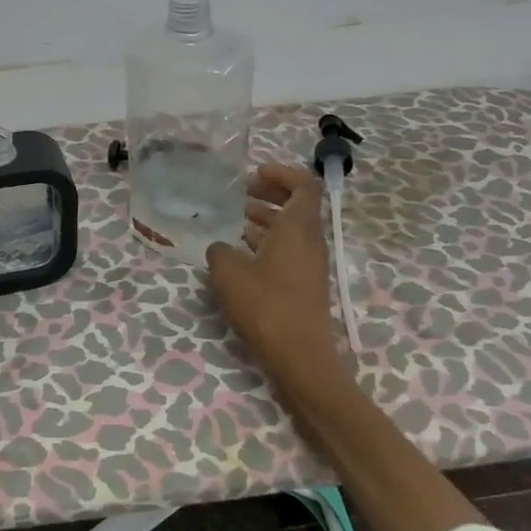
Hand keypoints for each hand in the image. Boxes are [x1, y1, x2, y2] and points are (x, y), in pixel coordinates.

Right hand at [206, 164, 343, 385]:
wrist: (300, 357)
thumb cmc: (266, 306)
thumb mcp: (229, 272)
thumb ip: (220, 250)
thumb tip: (221, 247)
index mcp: (298, 228)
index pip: (303, 185)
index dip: (281, 173)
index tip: (254, 173)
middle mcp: (310, 241)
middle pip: (297, 206)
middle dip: (269, 194)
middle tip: (239, 194)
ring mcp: (309, 265)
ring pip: (290, 230)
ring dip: (265, 220)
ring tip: (233, 222)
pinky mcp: (303, 286)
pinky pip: (287, 252)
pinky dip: (266, 244)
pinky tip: (239, 255)